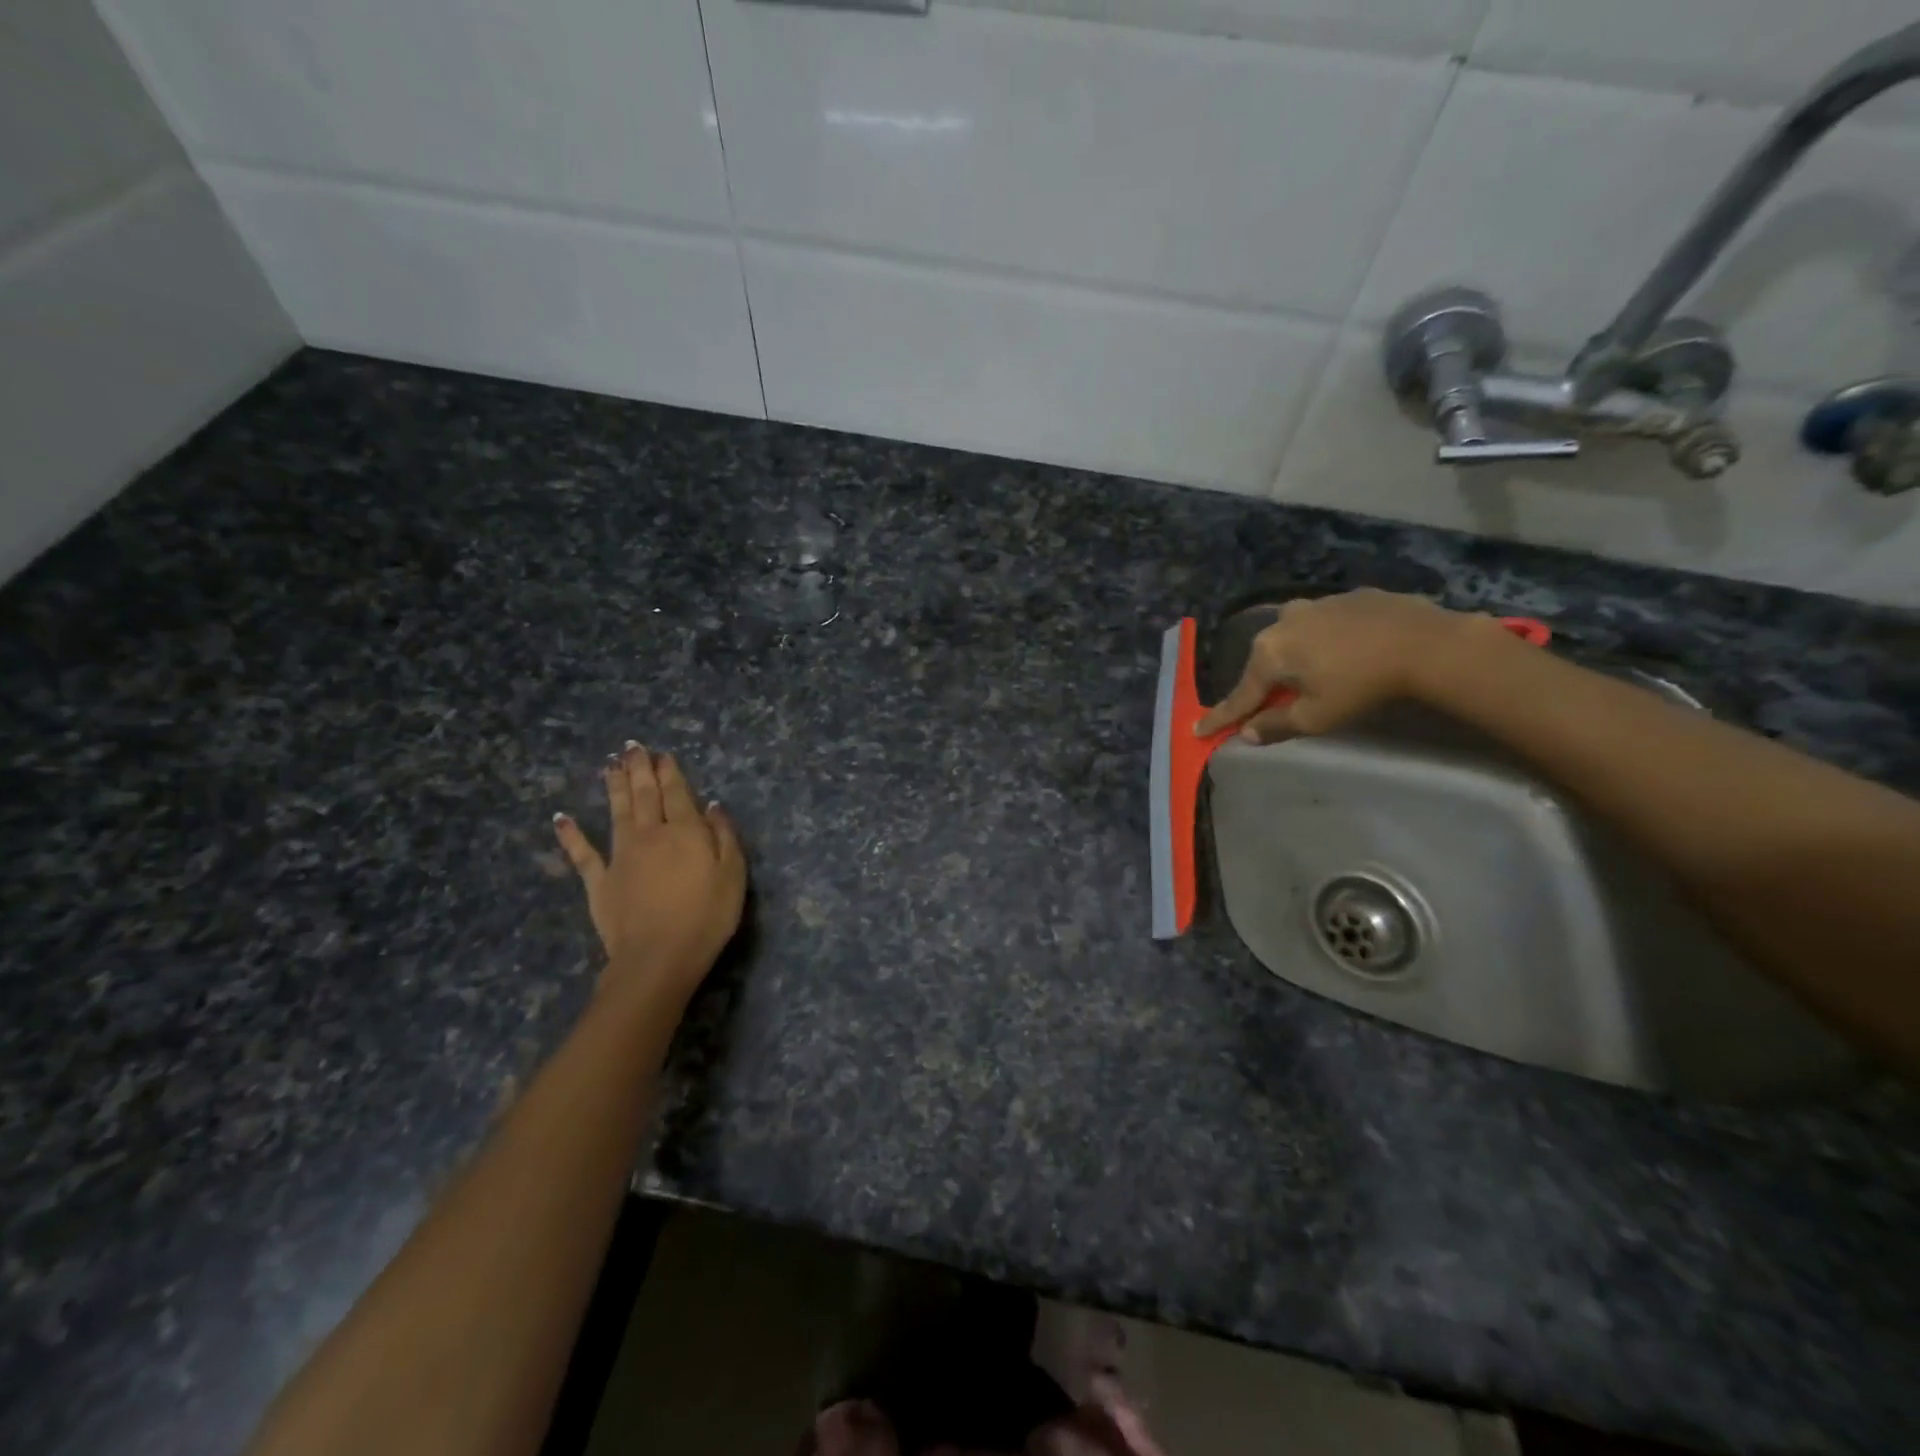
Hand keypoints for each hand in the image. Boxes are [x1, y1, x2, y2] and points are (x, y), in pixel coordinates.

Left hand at [552, 743, 745, 1006]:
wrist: (658, 957)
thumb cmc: (706, 916)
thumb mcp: (733, 875)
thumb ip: (724, 836)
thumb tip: (712, 805)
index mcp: (684, 831)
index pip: (677, 793)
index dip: (669, 771)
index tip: (662, 753)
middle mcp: (650, 834)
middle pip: (644, 795)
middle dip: (639, 769)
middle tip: (632, 746)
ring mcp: (620, 856)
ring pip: (616, 812)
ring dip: (613, 786)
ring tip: (609, 764)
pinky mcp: (599, 881)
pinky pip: (582, 854)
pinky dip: (571, 835)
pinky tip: (561, 818)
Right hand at [1195, 589, 1485, 743]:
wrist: (1426, 644)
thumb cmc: (1361, 686)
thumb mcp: (1316, 717)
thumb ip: (1276, 725)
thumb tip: (1247, 733)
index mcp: (1269, 653)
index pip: (1240, 695)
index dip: (1221, 717)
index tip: (1198, 730)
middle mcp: (1283, 622)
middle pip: (1265, 662)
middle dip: (1264, 684)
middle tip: (1268, 704)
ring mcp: (1316, 604)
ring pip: (1294, 637)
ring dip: (1296, 657)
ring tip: (1313, 673)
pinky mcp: (1349, 596)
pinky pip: (1325, 623)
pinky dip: (1326, 640)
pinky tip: (1347, 651)